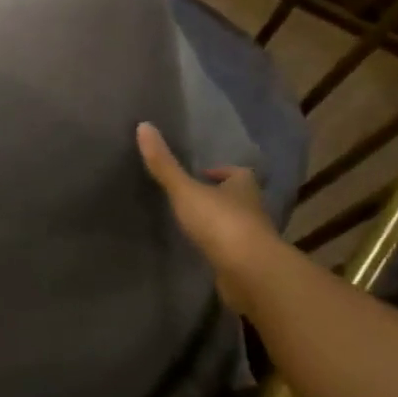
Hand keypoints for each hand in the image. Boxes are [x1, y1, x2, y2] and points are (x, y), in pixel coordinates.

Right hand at [137, 122, 279, 318]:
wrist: (249, 271)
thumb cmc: (220, 222)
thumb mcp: (185, 190)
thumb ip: (164, 165)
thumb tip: (143, 125)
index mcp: (244, 185)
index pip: (235, 173)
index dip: (218, 172)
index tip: (198, 175)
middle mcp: (253, 208)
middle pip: (236, 197)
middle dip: (218, 197)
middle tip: (190, 198)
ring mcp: (253, 237)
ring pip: (234, 223)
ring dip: (218, 223)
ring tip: (191, 225)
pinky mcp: (248, 263)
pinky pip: (231, 249)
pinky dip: (218, 248)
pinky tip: (201, 251)